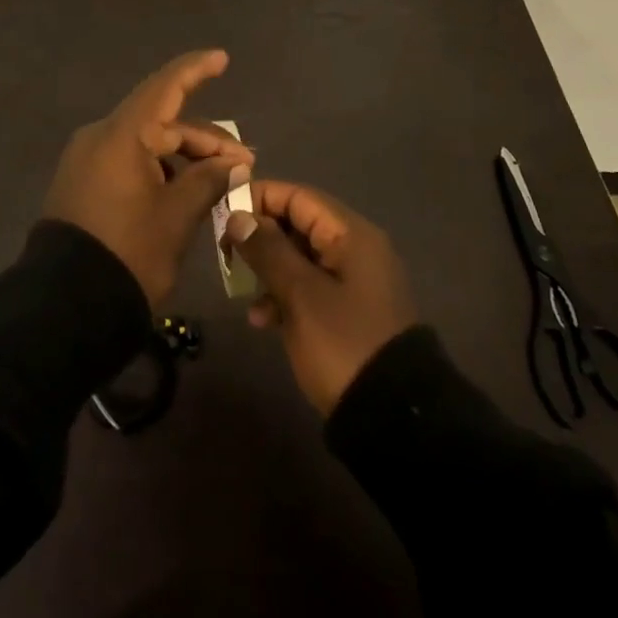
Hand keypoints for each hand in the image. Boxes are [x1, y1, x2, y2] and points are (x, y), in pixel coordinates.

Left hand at [43, 50, 253, 308]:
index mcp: (122, 134)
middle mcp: (100, 136)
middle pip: (160, 122)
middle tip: (243, 162)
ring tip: (220, 182)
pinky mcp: (82, 182)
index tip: (221, 58)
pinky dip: (158, 169)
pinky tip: (184, 191)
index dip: (195, 71)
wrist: (65, 305)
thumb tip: (234, 163)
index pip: (165, 87)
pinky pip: (127, 161)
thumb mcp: (176, 217)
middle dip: (203, 138)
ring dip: (183, 156)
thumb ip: (207, 180)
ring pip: (145, 143)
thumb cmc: (128, 252)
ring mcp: (87, 159)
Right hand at [226, 182, 416, 414]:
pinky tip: (263, 320)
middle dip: (260, 236)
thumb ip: (267, 250)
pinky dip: (285, 295)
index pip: (297, 196)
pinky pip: (310, 287)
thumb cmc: (343, 344)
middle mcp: (355, 249)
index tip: (223, 214)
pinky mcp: (350, 312)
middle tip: (226, 254)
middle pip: (298, 224)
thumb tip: (238, 215)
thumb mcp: (300, 295)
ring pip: (300, 257)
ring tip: (243, 293)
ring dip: (269, 269)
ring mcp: (354, 282)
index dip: (259, 198)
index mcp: (350, 234)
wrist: (394, 421)